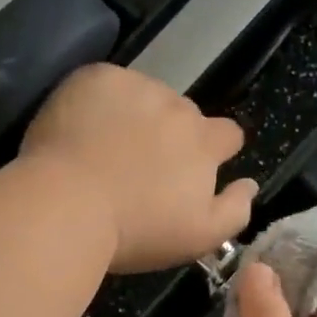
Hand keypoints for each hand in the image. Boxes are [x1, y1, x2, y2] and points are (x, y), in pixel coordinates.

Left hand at [21, 64, 255, 273]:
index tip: (190, 169)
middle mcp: (177, 106)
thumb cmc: (135, 231)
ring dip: (136, 114)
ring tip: (105, 147)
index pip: (228, 134)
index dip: (214, 150)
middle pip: (184, 114)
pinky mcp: (96, 78)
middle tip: (138, 165)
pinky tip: (81, 130)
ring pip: (145, 96)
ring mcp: (136, 87)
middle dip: (170, 134)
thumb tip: (250, 184)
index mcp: (204, 142)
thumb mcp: (199, 238)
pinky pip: (107, 84)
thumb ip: (236, 210)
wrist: (65, 207)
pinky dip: (99, 102)